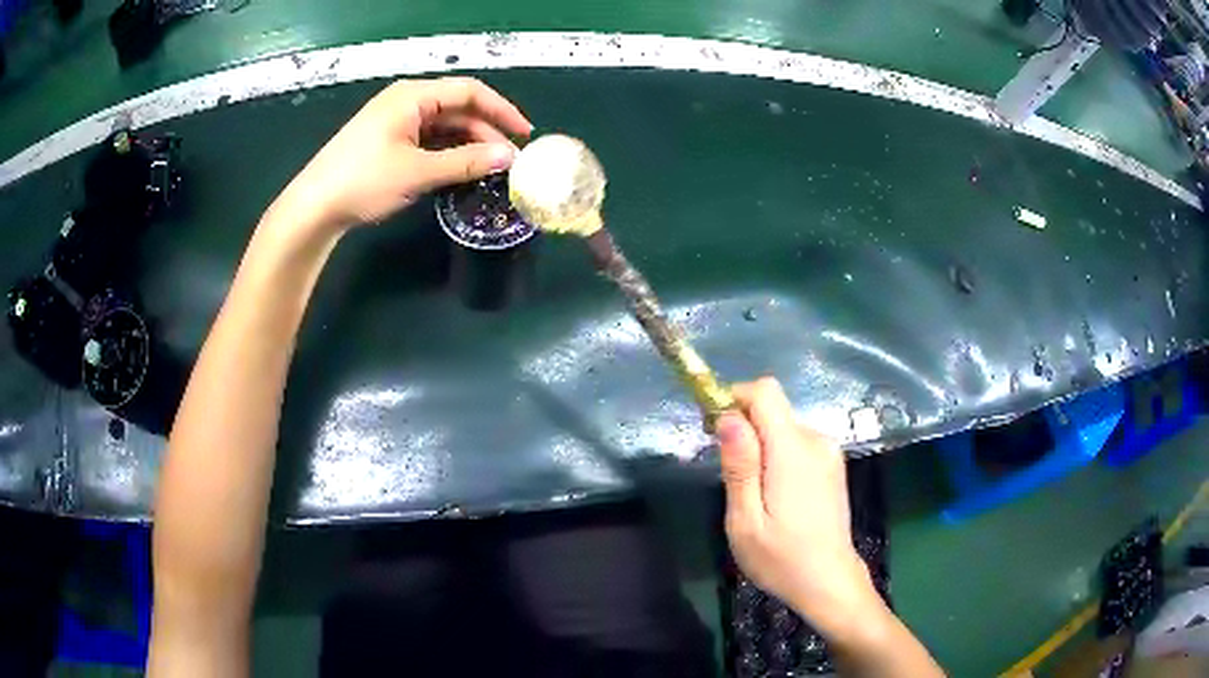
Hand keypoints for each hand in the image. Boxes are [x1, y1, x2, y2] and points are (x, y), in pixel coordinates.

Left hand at [270, 77, 531, 234]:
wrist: (314, 207)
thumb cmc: (363, 181)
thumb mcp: (418, 171)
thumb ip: (465, 162)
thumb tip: (508, 157)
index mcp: (413, 96)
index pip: (469, 92)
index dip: (501, 110)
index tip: (525, 134)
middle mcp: (407, 102)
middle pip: (458, 109)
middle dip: (486, 132)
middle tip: (509, 161)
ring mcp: (397, 122)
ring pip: (444, 127)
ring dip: (468, 145)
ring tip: (490, 170)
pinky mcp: (389, 141)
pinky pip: (429, 140)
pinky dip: (448, 153)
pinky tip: (461, 171)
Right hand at [717, 377, 882, 636]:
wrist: (829, 582)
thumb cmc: (781, 559)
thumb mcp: (745, 521)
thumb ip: (739, 465)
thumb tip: (728, 416)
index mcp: (793, 450)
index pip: (765, 391)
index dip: (734, 398)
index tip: (713, 429)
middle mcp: (816, 440)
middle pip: (773, 409)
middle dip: (744, 428)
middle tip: (728, 473)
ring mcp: (829, 452)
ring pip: (783, 427)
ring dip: (760, 446)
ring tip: (752, 493)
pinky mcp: (832, 464)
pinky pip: (797, 443)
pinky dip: (777, 455)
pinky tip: (774, 495)